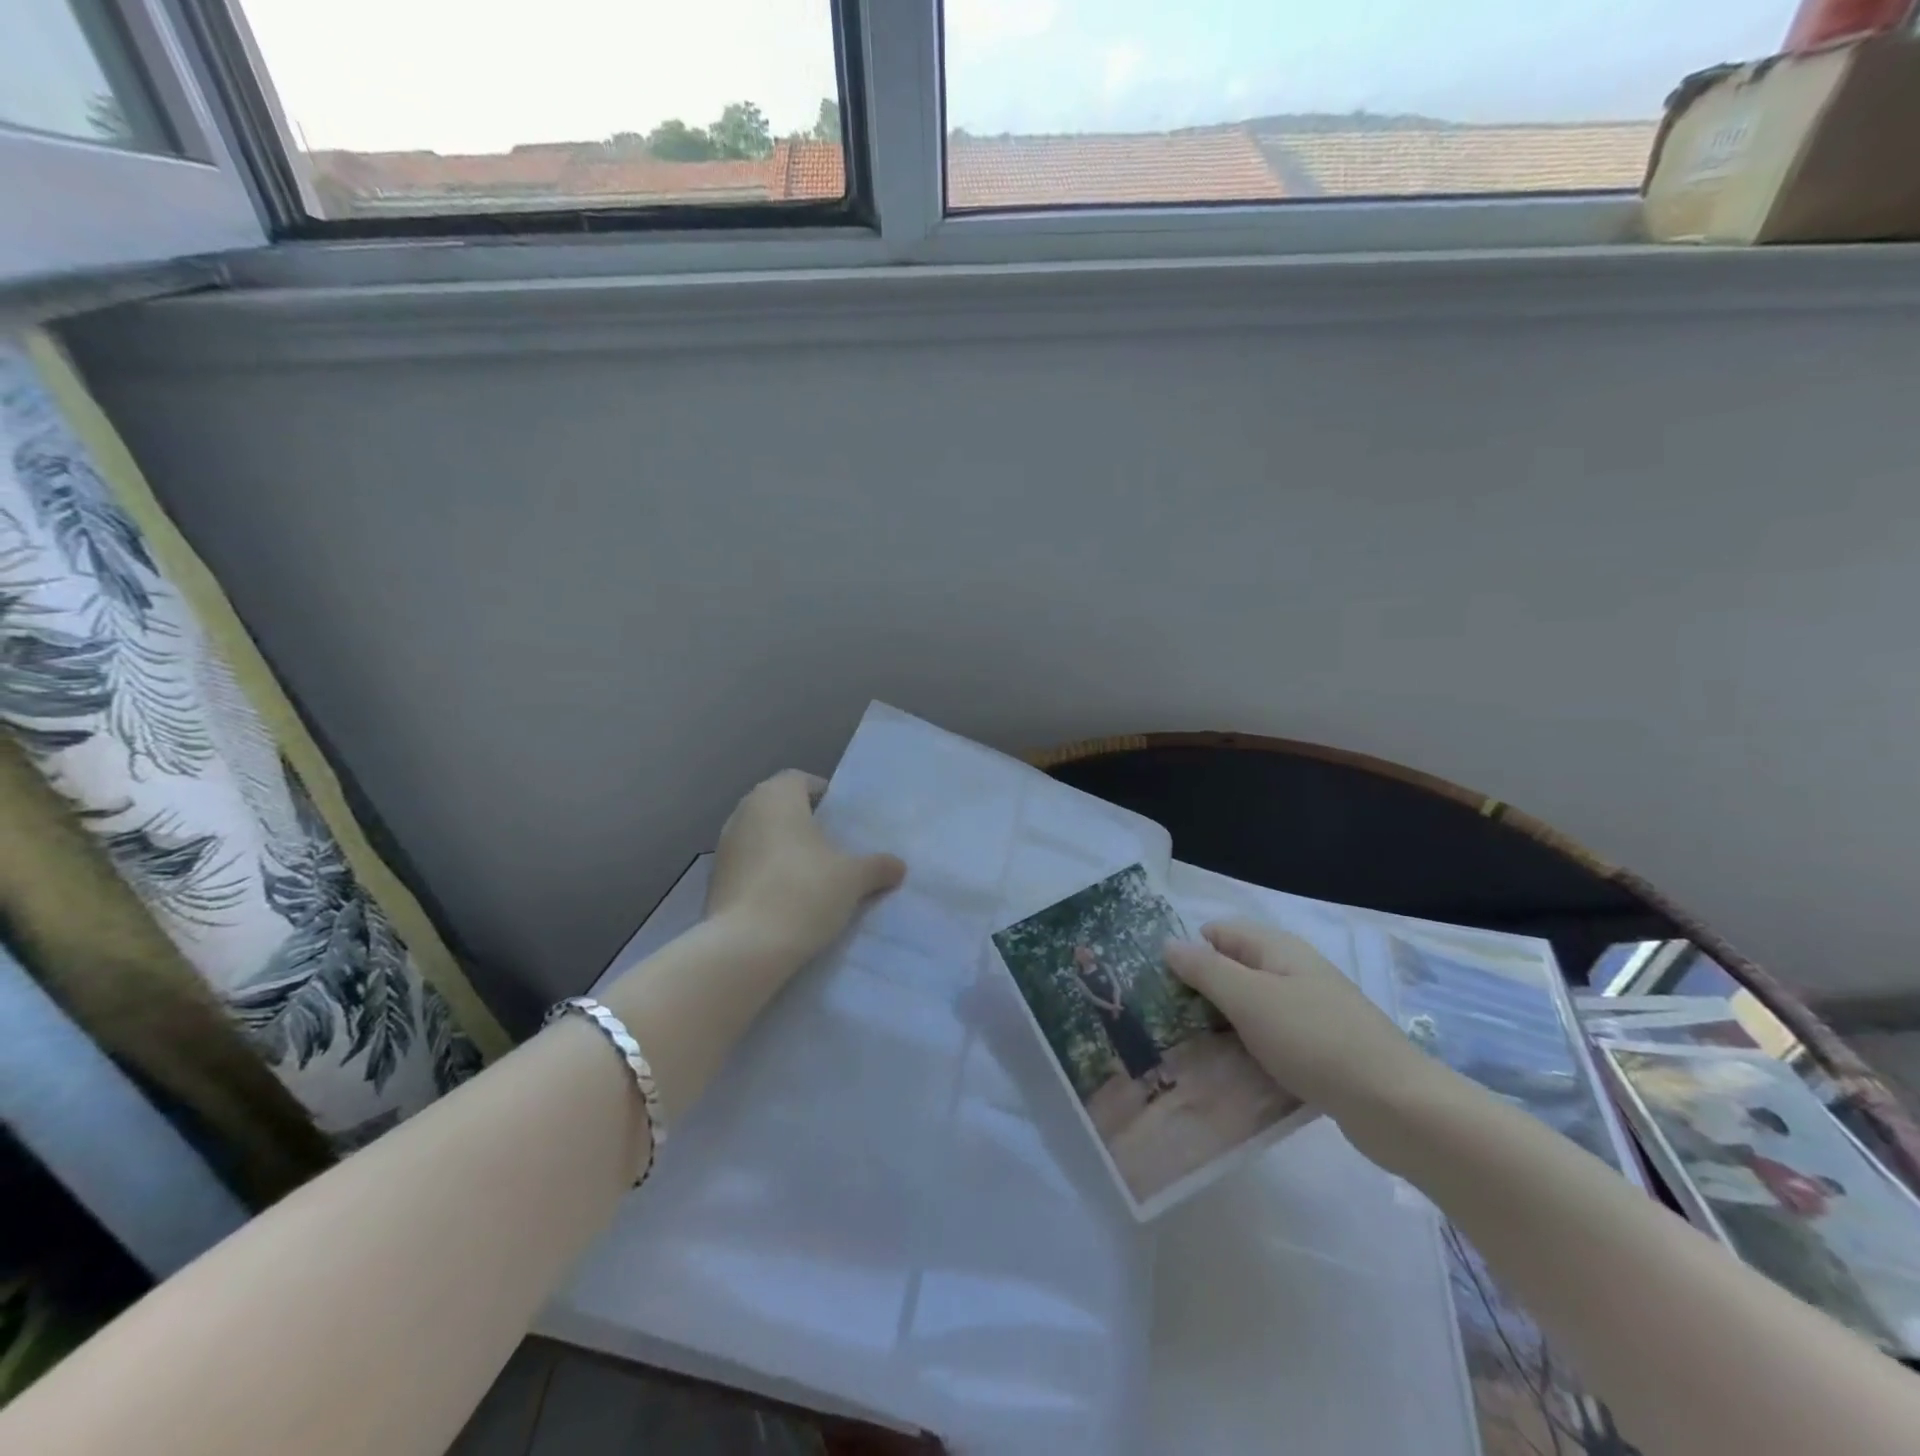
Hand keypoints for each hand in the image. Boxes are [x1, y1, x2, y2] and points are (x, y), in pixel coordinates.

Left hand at [704, 770, 906, 969]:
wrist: (747, 946)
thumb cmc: (805, 892)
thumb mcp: (853, 878)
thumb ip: (877, 866)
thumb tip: (898, 866)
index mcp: (776, 797)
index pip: (800, 780)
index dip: (822, 795)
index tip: (840, 819)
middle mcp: (744, 811)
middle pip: (778, 806)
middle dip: (802, 821)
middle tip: (830, 845)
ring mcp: (724, 846)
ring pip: (760, 835)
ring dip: (781, 848)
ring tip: (809, 873)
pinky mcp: (714, 879)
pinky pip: (747, 864)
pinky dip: (764, 872)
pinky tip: (784, 897)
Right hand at [1166, 920, 1436, 1122]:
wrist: (1397, 1106)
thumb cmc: (1314, 1040)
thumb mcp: (1249, 999)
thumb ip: (1206, 969)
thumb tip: (1169, 943)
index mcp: (1278, 949)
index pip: (1219, 933)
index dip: (1188, 951)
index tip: (1159, 985)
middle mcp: (1294, 972)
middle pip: (1235, 970)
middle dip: (1201, 992)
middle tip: (1167, 1023)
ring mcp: (1311, 1011)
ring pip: (1253, 1009)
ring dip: (1225, 1026)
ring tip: (1190, 1052)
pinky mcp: (1322, 1050)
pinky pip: (1272, 1040)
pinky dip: (1251, 1051)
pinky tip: (1233, 1076)